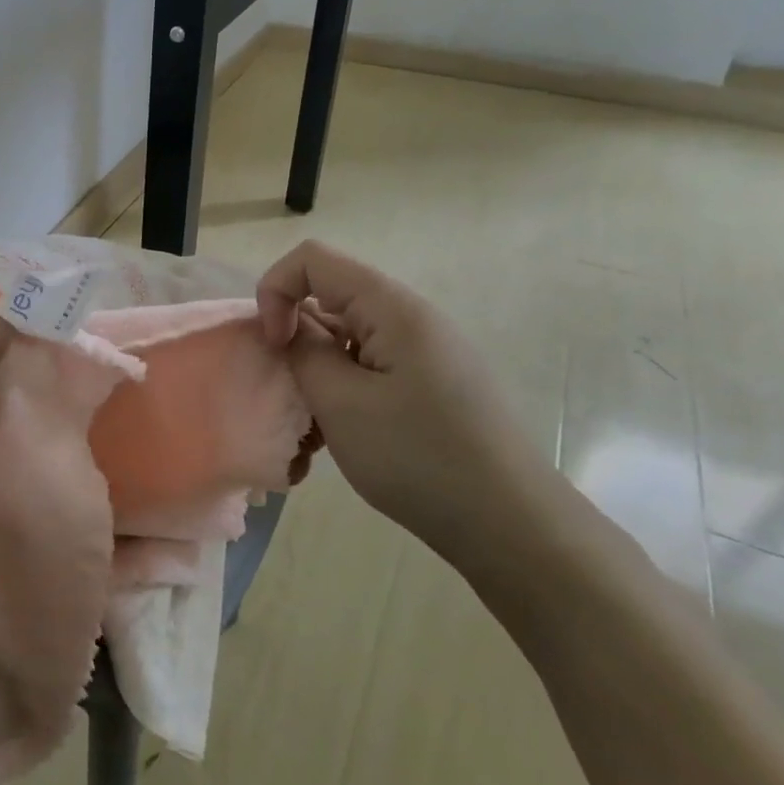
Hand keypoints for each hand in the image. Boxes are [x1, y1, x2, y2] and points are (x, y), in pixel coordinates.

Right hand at [257, 240, 560, 563]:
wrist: (509, 524)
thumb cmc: (417, 457)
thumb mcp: (341, 403)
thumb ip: (303, 352)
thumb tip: (289, 327)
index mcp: (392, 309)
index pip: (312, 260)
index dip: (276, 292)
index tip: (274, 346)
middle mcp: (411, 318)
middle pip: (330, 297)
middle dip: (295, 337)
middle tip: (290, 392)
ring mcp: (425, 352)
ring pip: (347, 337)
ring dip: (317, 371)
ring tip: (314, 427)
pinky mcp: (431, 383)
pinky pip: (370, 366)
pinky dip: (343, 390)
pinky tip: (341, 437)